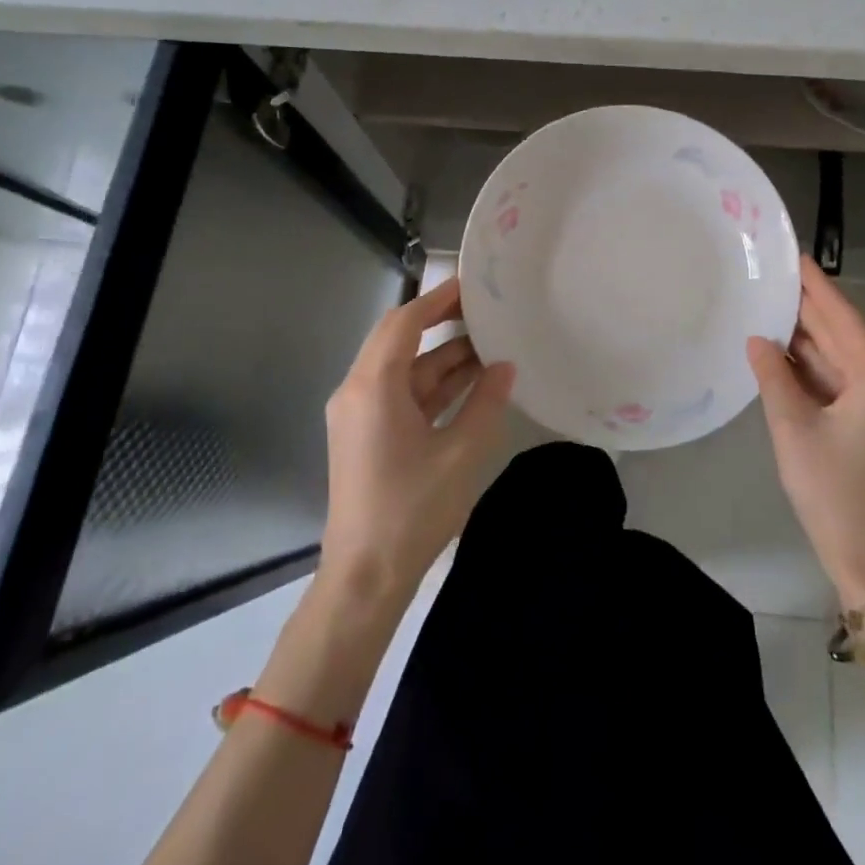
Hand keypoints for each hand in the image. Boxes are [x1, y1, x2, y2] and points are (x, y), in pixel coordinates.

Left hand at [320, 276, 514, 602]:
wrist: (366, 578)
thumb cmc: (411, 511)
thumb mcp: (460, 453)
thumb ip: (485, 403)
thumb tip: (505, 366)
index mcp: (372, 387)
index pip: (404, 322)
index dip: (437, 300)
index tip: (472, 285)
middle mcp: (358, 391)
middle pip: (399, 339)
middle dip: (441, 322)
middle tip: (484, 310)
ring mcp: (360, 414)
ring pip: (404, 368)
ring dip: (443, 357)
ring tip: (491, 344)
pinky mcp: (368, 434)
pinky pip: (402, 394)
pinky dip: (434, 385)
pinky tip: (473, 382)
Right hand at [748, 256, 864, 609]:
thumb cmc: (833, 492)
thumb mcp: (794, 429)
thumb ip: (774, 377)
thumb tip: (758, 339)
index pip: (845, 321)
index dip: (819, 288)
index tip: (797, 257)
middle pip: (847, 341)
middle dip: (811, 314)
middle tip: (776, 280)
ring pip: (846, 366)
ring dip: (812, 345)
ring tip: (774, 312)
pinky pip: (848, 389)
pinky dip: (819, 374)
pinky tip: (789, 358)